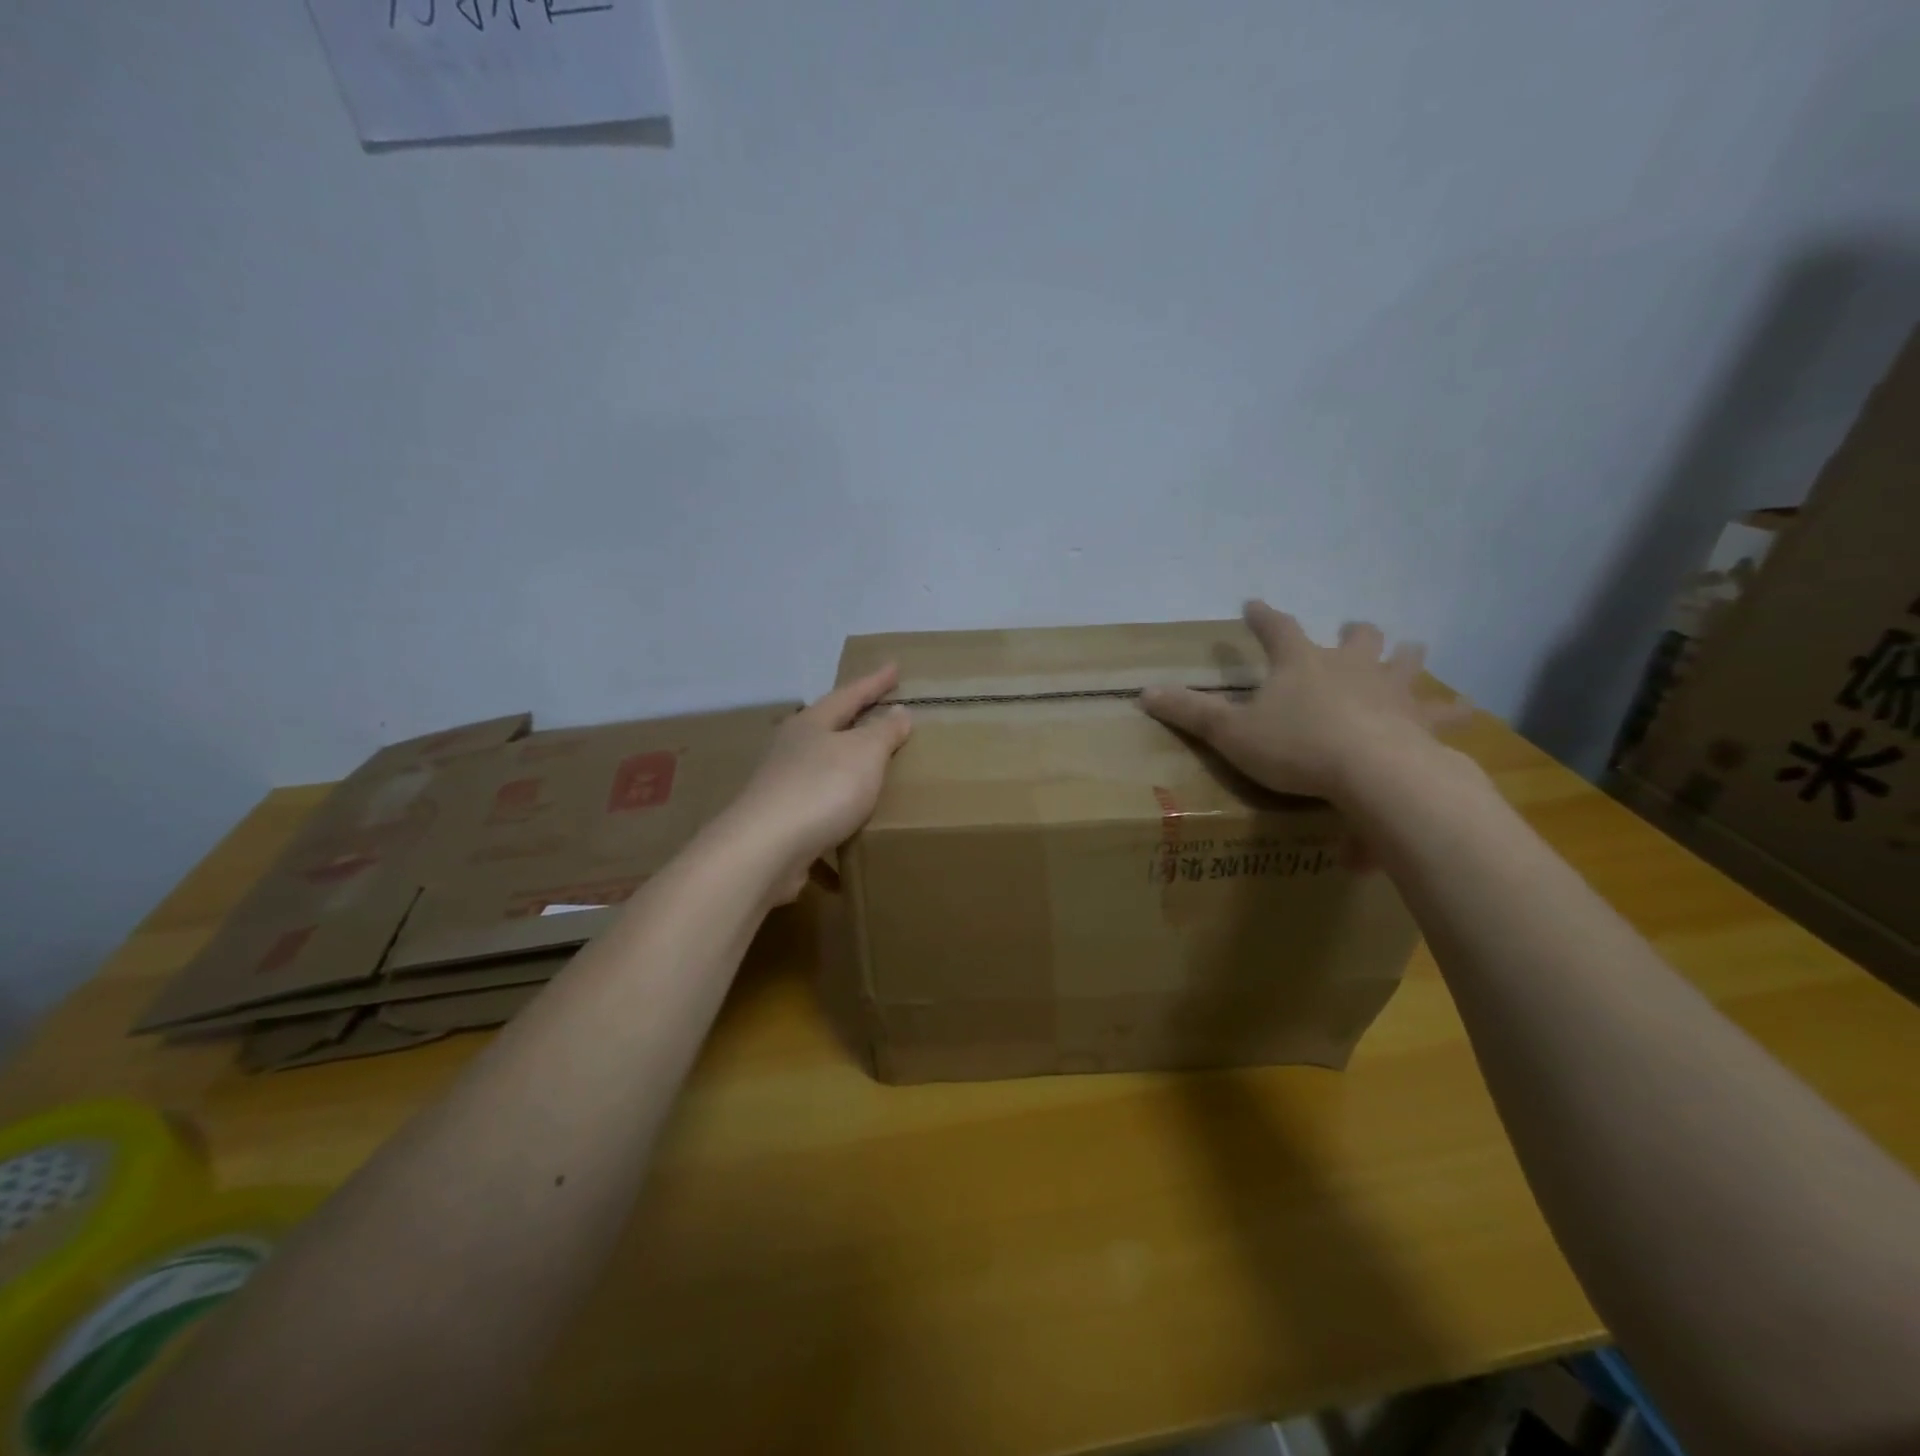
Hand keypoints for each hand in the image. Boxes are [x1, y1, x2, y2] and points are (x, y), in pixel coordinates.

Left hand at [720, 665, 912, 900]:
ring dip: (843, 762)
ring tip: (868, 764)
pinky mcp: (779, 820)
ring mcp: (780, 784)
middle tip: (879, 711)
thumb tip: (898, 711)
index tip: (894, 666)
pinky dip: (837, 802)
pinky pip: (817, 802)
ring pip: (820, 764)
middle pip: (827, 726)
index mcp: (810, 724)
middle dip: (853, 719)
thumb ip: (883, 732)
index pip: (848, 694)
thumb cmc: (821, 788)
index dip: (874, 682)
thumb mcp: (864, 753)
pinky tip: (849, 816)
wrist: (765, 849)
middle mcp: (790, 748)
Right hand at [1141, 601, 1468, 803]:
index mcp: (1301, 663)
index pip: (1277, 627)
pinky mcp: (1420, 720)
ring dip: (1405, 656)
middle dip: (1353, 633)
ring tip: (1410, 650)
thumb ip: (1190, 712)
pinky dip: (1450, 712)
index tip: (1253, 604)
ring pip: (1404, 662)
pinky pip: (1442, 712)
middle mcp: (1349, 666)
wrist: (1372, 771)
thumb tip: (1143, 693)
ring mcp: (1390, 690)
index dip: (1263, 616)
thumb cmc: (1295, 746)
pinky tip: (1464, 712)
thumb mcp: (1231, 732)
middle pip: (1356, 637)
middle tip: (1353, 631)